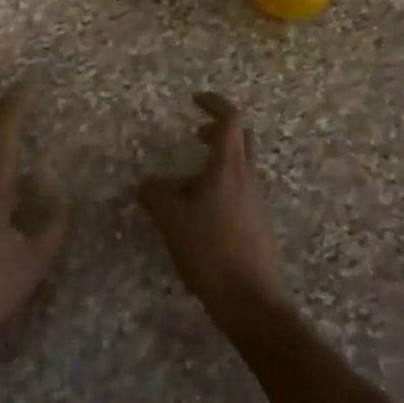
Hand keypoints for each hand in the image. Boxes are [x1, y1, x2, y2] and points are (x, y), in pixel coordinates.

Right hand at [139, 93, 287, 323]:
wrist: (252, 302)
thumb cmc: (211, 252)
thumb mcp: (173, 221)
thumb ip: (156, 195)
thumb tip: (147, 183)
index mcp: (228, 167)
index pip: (230, 120)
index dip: (214, 104)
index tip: (195, 100)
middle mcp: (246, 178)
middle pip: (241, 138)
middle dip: (219, 130)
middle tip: (196, 134)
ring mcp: (255, 202)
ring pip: (239, 166)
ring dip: (216, 163)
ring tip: (185, 185)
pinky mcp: (256, 224)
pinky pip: (238, 191)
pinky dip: (219, 188)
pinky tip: (198, 215)